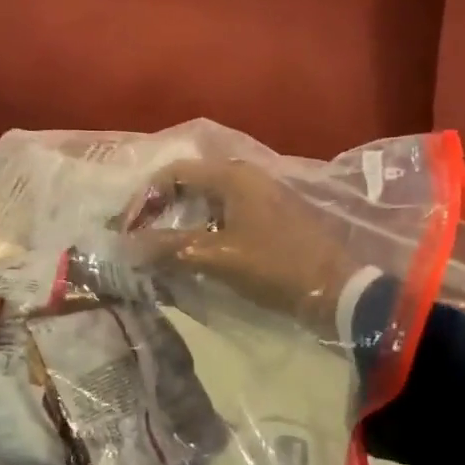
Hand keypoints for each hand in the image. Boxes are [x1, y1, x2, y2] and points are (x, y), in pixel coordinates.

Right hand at [122, 159, 360, 336]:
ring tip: (160, 248)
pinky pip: (223, 214)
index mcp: (232, 176)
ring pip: (206, 200)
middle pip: (189, 183)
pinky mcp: (269, 217)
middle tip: (139, 237)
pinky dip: (201, 228)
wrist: (338, 291)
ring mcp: (259, 196)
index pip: (173, 173)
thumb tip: (126, 246)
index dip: (144, 198)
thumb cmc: (275, 266)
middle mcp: (244, 176)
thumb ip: (170, 247)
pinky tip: (193, 252)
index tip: (127, 229)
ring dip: (180, 221)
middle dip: (160, 208)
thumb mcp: (217, 257)